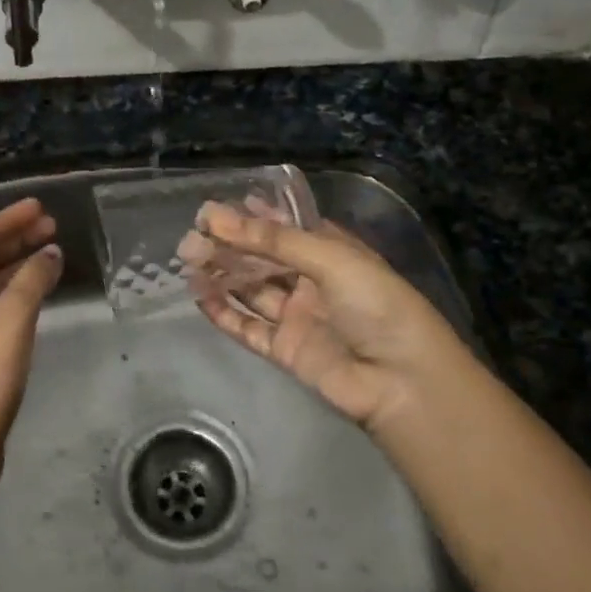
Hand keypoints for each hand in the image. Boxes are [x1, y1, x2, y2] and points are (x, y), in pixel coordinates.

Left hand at [0, 198, 62, 499]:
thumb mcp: (11, 320)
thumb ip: (32, 280)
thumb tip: (49, 253)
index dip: (8, 218)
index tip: (41, 208)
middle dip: (15, 239)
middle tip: (52, 228)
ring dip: (17, 267)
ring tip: (50, 257)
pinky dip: (15, 295)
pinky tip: (37, 300)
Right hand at [187, 201, 471, 435]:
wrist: (402, 382)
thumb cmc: (376, 305)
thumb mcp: (330, 259)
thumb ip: (271, 241)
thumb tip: (216, 216)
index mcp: (331, 252)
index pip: (284, 228)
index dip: (250, 218)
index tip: (213, 209)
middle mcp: (312, 281)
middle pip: (262, 259)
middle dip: (228, 246)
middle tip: (191, 238)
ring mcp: (298, 316)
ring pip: (251, 290)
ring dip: (221, 275)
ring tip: (187, 261)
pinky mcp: (286, 350)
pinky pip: (248, 328)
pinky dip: (224, 313)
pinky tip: (200, 297)